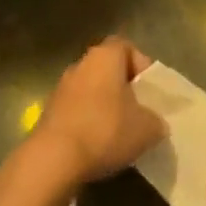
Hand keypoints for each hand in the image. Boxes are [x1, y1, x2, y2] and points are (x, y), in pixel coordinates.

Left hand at [25, 38, 166, 193]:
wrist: (54, 158)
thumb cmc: (105, 130)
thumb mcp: (147, 129)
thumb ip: (156, 121)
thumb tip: (155, 123)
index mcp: (105, 56)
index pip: (126, 47)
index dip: (141, 65)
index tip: (149, 91)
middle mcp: (82, 63)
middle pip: (108, 68)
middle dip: (123, 88)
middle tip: (138, 113)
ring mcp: (62, 86)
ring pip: (91, 89)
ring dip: (104, 106)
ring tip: (119, 133)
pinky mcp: (49, 110)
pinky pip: (77, 108)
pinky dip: (88, 121)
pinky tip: (97, 145)